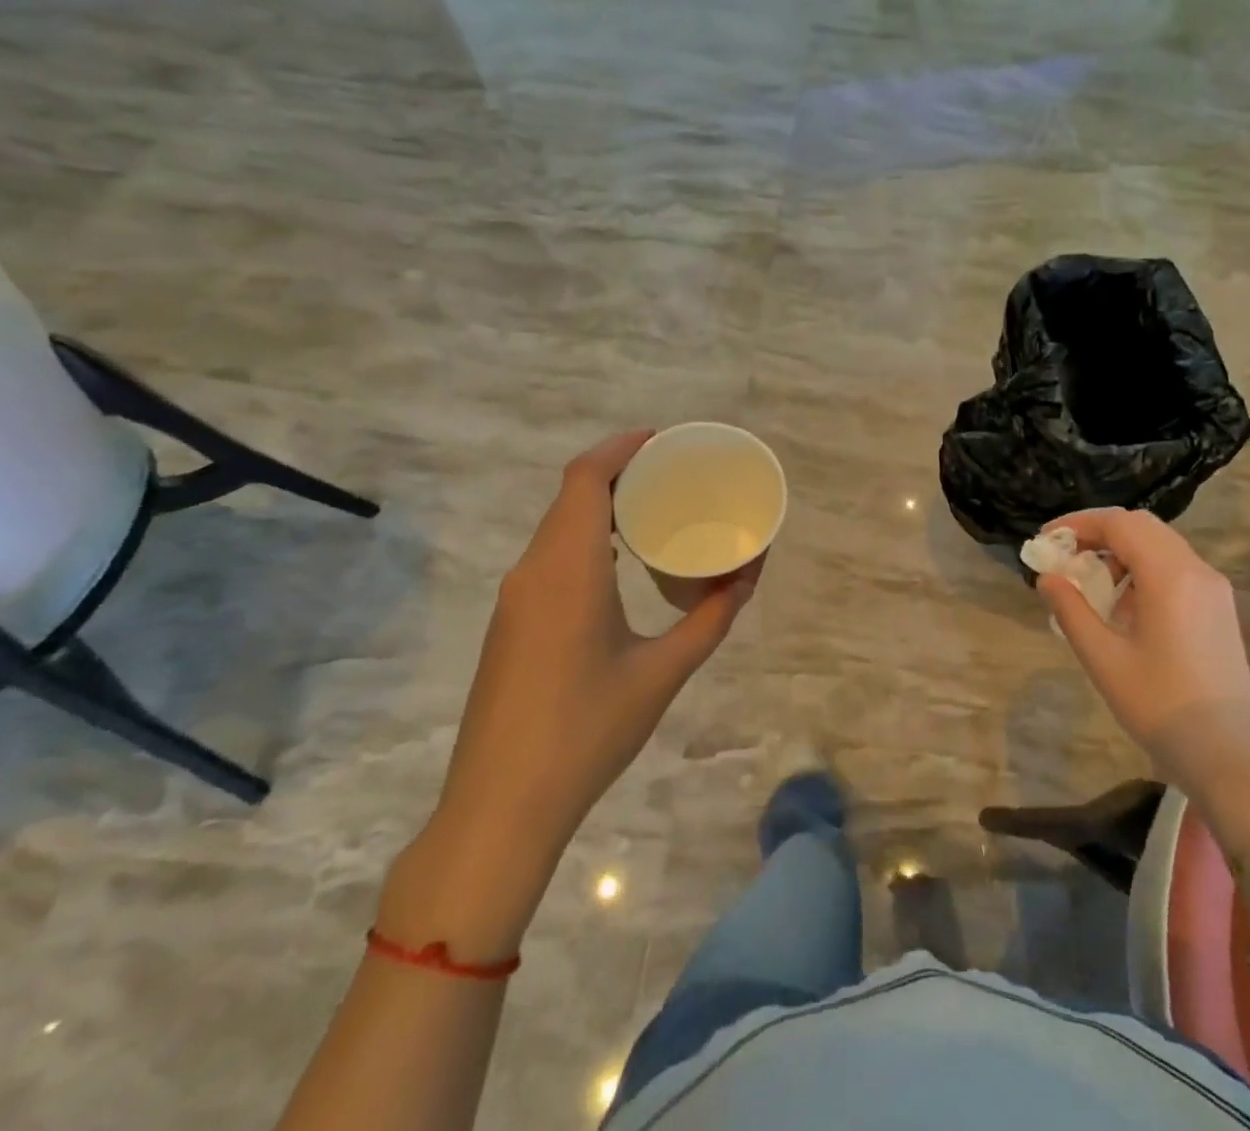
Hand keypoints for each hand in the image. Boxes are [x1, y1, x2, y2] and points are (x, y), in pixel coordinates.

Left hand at [385, 431, 756, 956]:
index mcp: (568, 570)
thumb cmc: (587, 732)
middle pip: (572, 495)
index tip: (666, 441)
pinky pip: (550, 556)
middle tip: (676, 474)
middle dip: (622, 472)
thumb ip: (711, 618)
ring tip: (657, 511)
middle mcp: (533, 571)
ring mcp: (516, 598)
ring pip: (558, 526)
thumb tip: (750, 574)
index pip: (586, 478)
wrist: (500, 808)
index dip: (622, 447)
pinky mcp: (511, 622)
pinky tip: (621, 563)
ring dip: (603, 506)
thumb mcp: (663, 673)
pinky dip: (587, 538)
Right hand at [1037, 509, 1249, 846]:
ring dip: (1120, 550)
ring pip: (1159, 544)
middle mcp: (1197, 570)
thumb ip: (1070, 610)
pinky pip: (1174, 567)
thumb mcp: (1103, 658)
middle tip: (1064, 556)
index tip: (1046, 541)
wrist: (1231, 759)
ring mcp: (1213, 588)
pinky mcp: (1218, 607)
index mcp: (1171, 576)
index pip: (1119, 524)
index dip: (1078, 524)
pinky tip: (1121, 604)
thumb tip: (1047, 577)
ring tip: (1088, 583)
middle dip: (1098, 532)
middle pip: (1141, 526)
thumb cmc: (1161, 707)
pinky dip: (1141, 569)